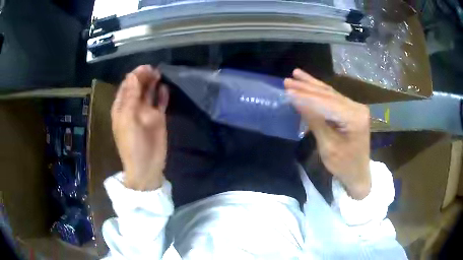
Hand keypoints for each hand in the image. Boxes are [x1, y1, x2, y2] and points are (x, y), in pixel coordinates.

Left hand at [111, 65, 168, 190]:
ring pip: (149, 93)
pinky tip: (165, 88)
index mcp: (122, 107)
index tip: (144, 68)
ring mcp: (146, 112)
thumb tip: (132, 75)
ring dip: (152, 83)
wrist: (147, 165)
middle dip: (144, 77)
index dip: (134, 76)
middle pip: (138, 87)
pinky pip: (160, 102)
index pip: (126, 86)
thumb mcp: (127, 119)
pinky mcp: (158, 118)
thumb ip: (130, 97)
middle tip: (154, 70)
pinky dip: (162, 95)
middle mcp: (133, 107)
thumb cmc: (133, 144)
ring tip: (159, 74)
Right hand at [284, 69, 370, 199]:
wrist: (358, 174)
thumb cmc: (343, 166)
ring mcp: (356, 107)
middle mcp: (357, 107)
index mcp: (354, 118)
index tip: (287, 90)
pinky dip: (320, 91)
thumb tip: (298, 101)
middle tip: (287, 81)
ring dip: (312, 85)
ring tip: (296, 75)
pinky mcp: (352, 110)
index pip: (326, 103)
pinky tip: (311, 83)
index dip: (305, 97)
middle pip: (328, 94)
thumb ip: (315, 121)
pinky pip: (334, 98)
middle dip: (307, 88)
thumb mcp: (328, 146)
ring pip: (330, 93)